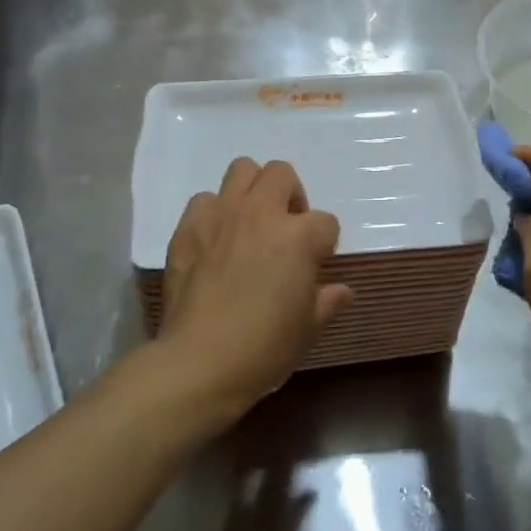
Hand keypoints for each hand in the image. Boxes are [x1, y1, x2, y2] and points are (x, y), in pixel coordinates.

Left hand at [158, 158, 353, 419]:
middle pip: (282, 173)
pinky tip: (215, 241)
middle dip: (290, 195)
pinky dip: (214, 212)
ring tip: (250, 223)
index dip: (324, 243)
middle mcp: (261, 213)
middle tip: (286, 229)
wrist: (201, 361)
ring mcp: (222, 216)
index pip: (326, 222)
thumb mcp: (307, 328)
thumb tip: (341, 291)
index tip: (315, 265)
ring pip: (242, 169)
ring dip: (251, 191)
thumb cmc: (265, 347)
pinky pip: (204, 200)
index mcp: (299, 236)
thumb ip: (326, 301)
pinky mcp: (188, 228)